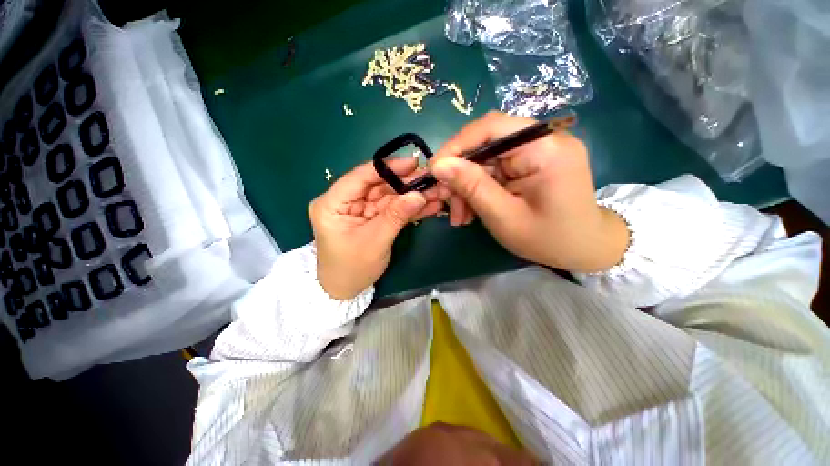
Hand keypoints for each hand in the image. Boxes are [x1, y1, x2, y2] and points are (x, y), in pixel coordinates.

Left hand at [310, 158, 444, 299]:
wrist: (346, 290)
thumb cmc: (352, 268)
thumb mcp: (374, 242)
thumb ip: (396, 216)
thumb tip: (419, 194)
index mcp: (332, 203)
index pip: (360, 177)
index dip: (387, 168)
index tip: (412, 163)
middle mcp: (346, 201)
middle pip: (378, 185)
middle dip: (406, 183)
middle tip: (431, 179)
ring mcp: (361, 209)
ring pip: (389, 196)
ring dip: (413, 196)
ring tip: (436, 192)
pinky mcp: (373, 218)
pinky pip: (393, 209)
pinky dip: (410, 208)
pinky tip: (429, 205)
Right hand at [429, 112, 628, 272]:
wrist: (584, 249)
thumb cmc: (548, 239)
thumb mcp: (504, 217)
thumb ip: (472, 187)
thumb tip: (439, 165)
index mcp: (545, 147)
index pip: (491, 127)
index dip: (456, 146)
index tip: (434, 170)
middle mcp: (542, 140)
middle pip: (485, 146)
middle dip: (460, 176)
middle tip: (445, 203)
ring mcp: (536, 151)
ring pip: (485, 161)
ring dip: (467, 187)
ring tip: (459, 216)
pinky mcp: (530, 163)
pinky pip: (494, 171)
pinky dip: (478, 190)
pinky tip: (471, 211)